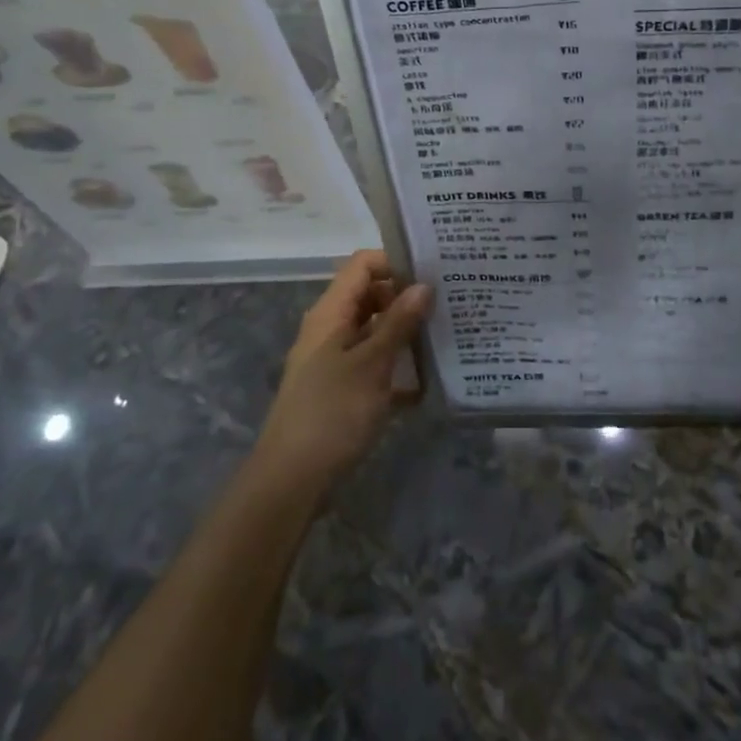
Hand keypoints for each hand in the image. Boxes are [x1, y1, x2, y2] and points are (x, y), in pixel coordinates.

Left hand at [256, 250, 431, 491]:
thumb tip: (424, 285)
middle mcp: (331, 329)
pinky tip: (430, 380)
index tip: (433, 271)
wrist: (292, 479)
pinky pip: (375, 364)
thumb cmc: (332, 413)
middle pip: (370, 295)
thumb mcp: (371, 364)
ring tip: (447, 333)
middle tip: (449, 301)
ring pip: (375, 331)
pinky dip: (399, 367)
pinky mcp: (343, 389)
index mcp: (331, 313)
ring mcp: (335, 360)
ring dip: (406, 331)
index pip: (362, 265)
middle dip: (407, 296)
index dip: (395, 262)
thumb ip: (398, 323)